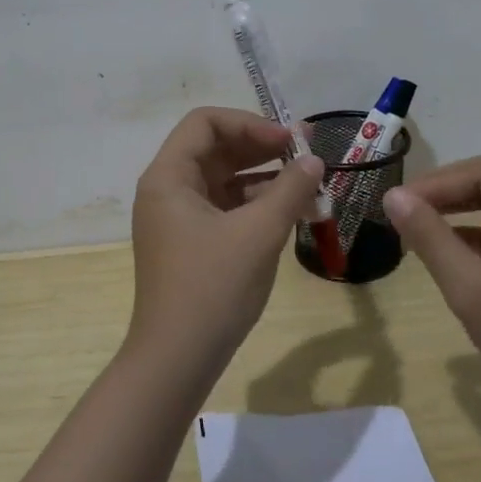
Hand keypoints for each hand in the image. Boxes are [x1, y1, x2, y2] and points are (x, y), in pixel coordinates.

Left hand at [128, 108, 325, 383]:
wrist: (178, 359)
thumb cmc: (213, 287)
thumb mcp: (259, 233)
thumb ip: (290, 189)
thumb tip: (313, 159)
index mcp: (168, 177)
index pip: (205, 123)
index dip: (249, 123)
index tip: (288, 141)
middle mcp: (167, 190)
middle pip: (214, 149)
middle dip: (261, 148)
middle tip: (306, 155)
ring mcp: (176, 219)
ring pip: (222, 180)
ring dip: (263, 177)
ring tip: (307, 185)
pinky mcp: (190, 243)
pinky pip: (224, 207)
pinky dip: (254, 204)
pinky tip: (289, 212)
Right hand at [383, 155, 480, 434]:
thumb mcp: (471, 288)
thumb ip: (430, 237)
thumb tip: (392, 196)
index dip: (436, 183)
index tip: (394, 202)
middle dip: (444, 194)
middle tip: (400, 211)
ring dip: (456, 211)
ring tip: (414, 224)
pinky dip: (473, 233)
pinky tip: (444, 247)